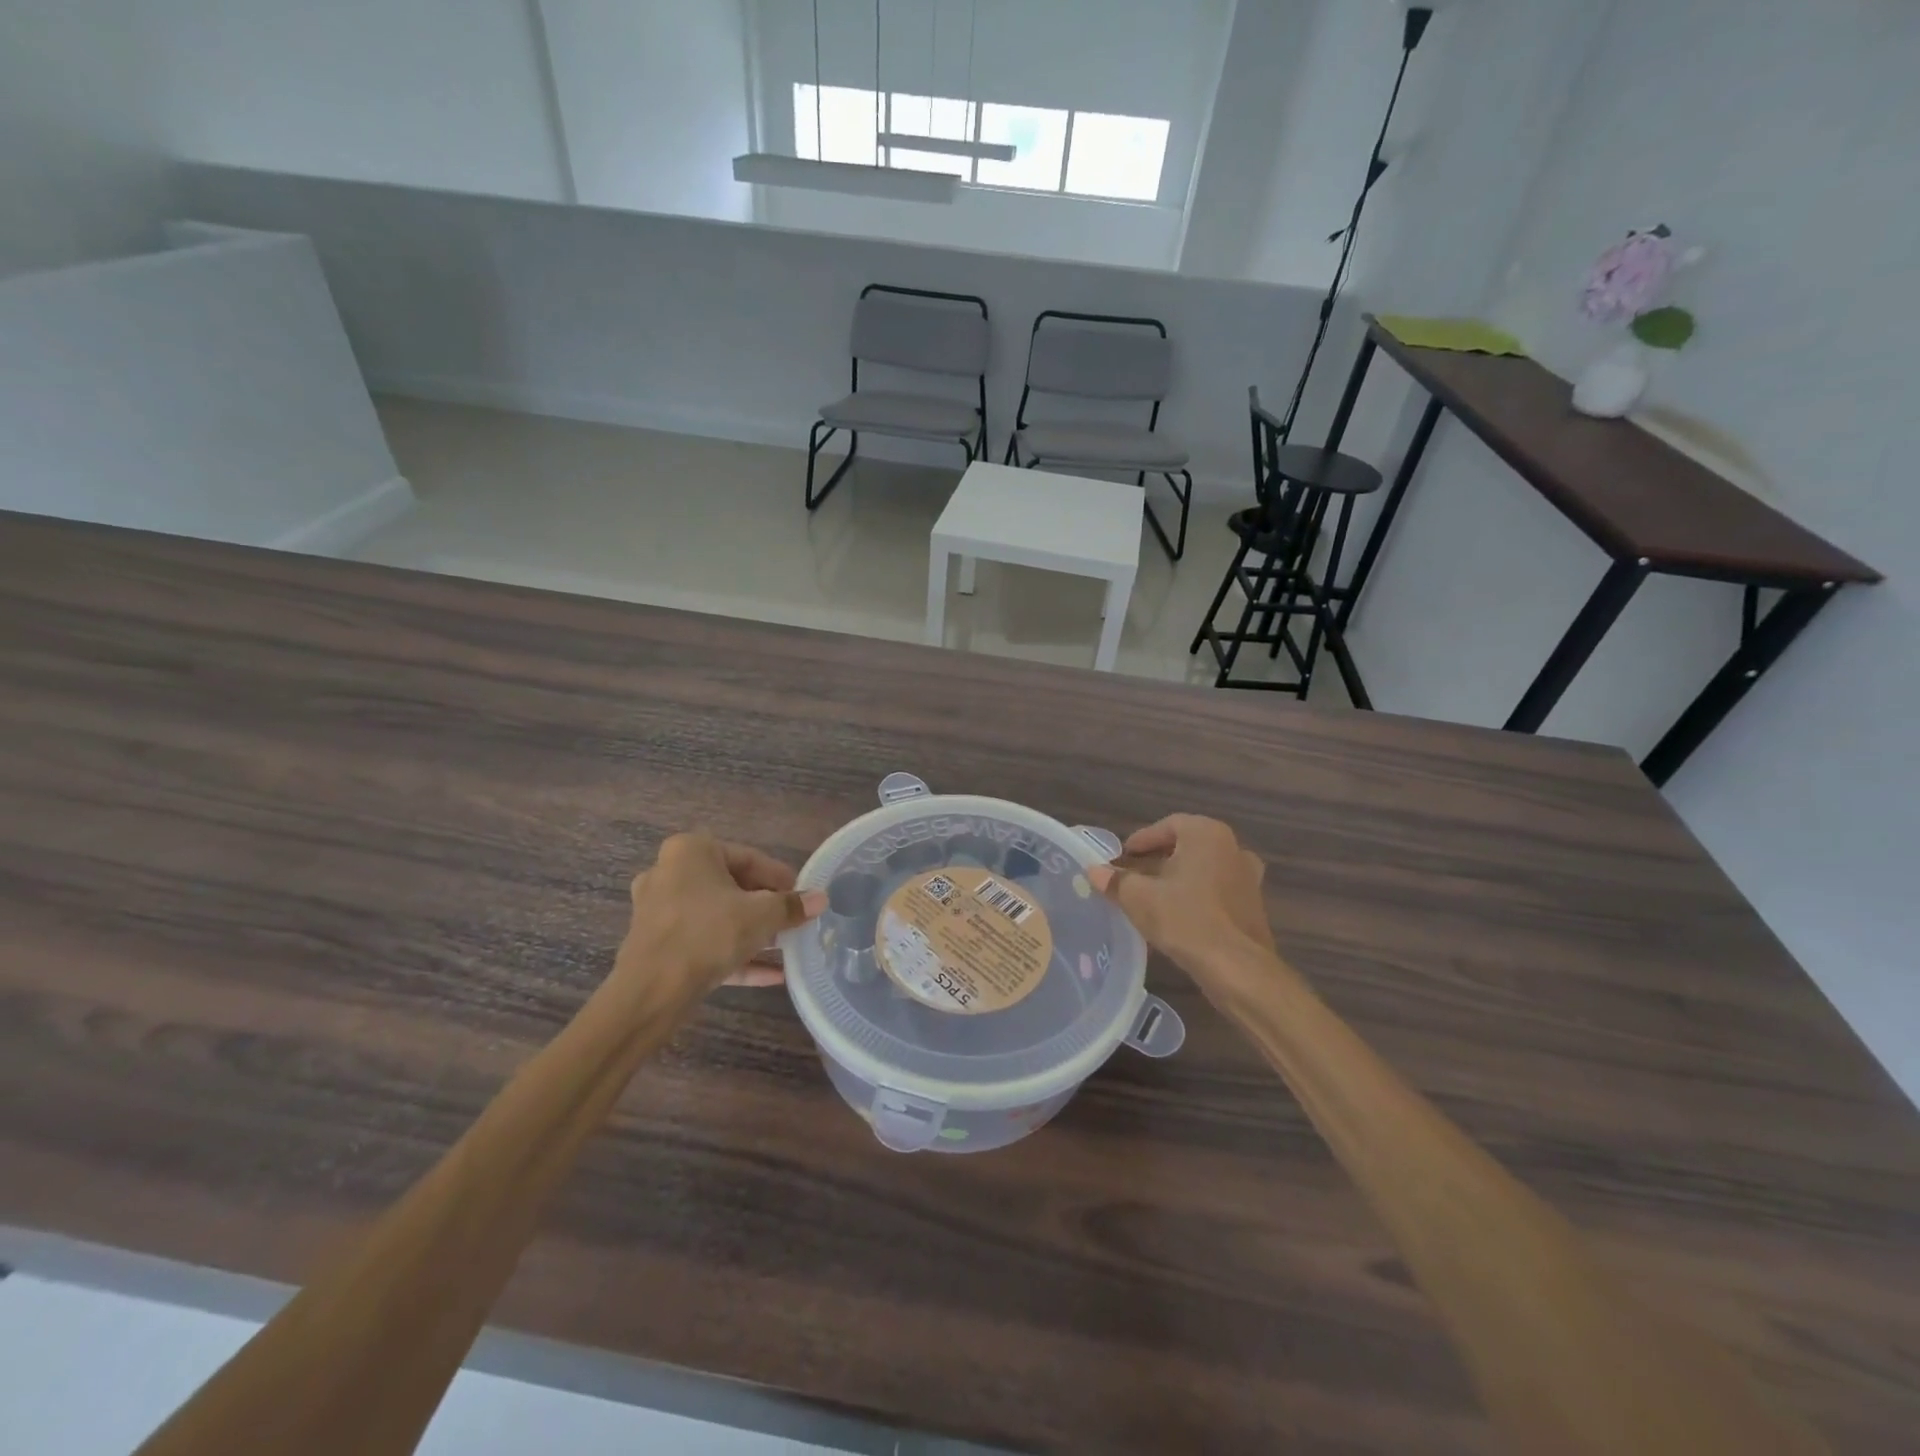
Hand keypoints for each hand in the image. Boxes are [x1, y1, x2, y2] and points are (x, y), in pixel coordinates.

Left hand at [614, 832, 825, 1002]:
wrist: (651, 992)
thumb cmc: (708, 934)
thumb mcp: (761, 916)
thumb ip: (792, 906)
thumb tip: (821, 898)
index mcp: (691, 851)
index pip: (749, 858)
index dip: (781, 879)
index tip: (803, 896)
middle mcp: (669, 874)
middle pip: (732, 887)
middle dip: (765, 907)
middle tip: (793, 921)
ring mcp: (659, 912)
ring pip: (717, 917)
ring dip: (752, 932)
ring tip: (785, 947)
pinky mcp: (658, 946)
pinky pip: (704, 943)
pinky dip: (734, 954)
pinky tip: (772, 975)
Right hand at [1088, 814, 1276, 982]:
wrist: (1237, 967)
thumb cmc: (1185, 919)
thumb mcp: (1139, 898)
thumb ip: (1115, 881)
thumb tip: (1094, 871)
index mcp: (1206, 833)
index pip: (1167, 825)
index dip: (1141, 841)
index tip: (1122, 858)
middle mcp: (1232, 847)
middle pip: (1186, 846)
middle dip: (1157, 859)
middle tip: (1132, 876)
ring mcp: (1247, 876)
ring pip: (1203, 869)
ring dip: (1177, 878)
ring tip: (1151, 897)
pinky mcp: (1253, 905)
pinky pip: (1217, 890)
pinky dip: (1196, 896)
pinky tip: (1177, 916)